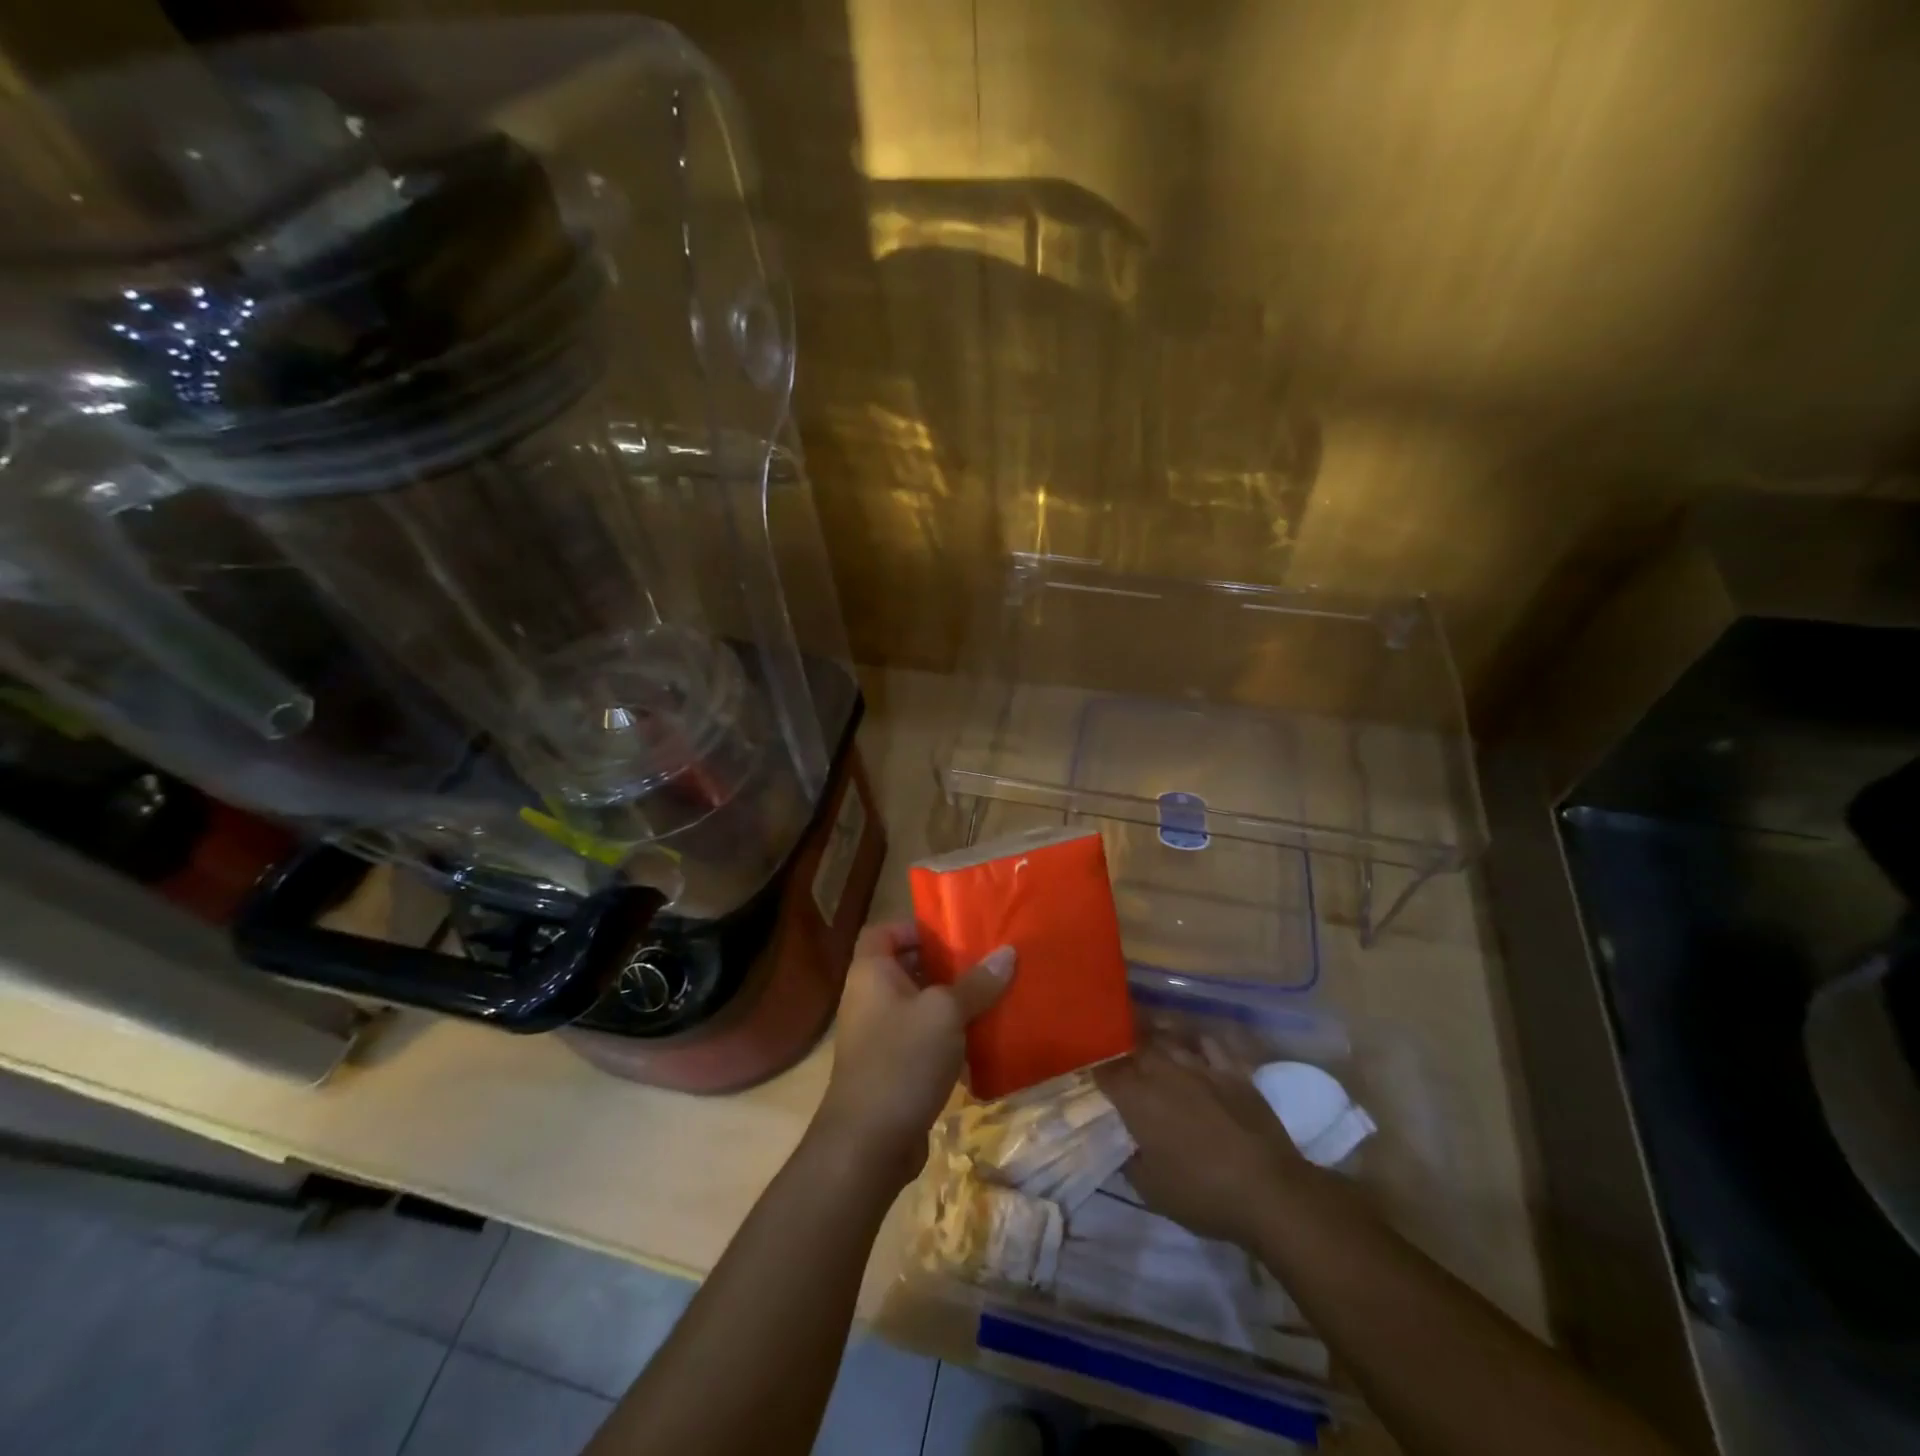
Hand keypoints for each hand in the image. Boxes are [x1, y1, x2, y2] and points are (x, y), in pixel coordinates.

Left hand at [813, 922, 1013, 1188]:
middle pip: (905, 968)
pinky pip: (922, 1040)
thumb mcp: (945, 1013)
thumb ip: (977, 983)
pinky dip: (947, 1038)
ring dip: (949, 1004)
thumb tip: (1008, 952)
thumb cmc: (902, 1059)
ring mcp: (878, 1037)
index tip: (951, 933)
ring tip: (990, 998)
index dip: (913, 927)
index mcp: (871, 973)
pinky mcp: (891, 1069)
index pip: (882, 932)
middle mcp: (869, 999)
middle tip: (982, 963)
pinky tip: (981, 1042)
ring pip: (917, 1007)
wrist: (868, 1142)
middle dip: (942, 965)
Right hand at [1095, 1046, 1314, 1246]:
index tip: (1089, 1074)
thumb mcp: (1150, 1189)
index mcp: (1136, 1097)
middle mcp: (1162, 1071)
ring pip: (1166, 1038)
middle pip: (1133, 1046)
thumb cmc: (1202, 1193)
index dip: (1093, 1070)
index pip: (1104, 1071)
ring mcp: (1198, 1065)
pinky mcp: (1230, 1069)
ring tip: (1144, 1038)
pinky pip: (1206, 1043)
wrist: (1268, 1191)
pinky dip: (1193, 1040)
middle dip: (1120, 1048)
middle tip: (1115, 1056)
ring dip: (1151, 1038)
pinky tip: (1189, 1043)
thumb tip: (1121, 1141)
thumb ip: (1128, 1158)